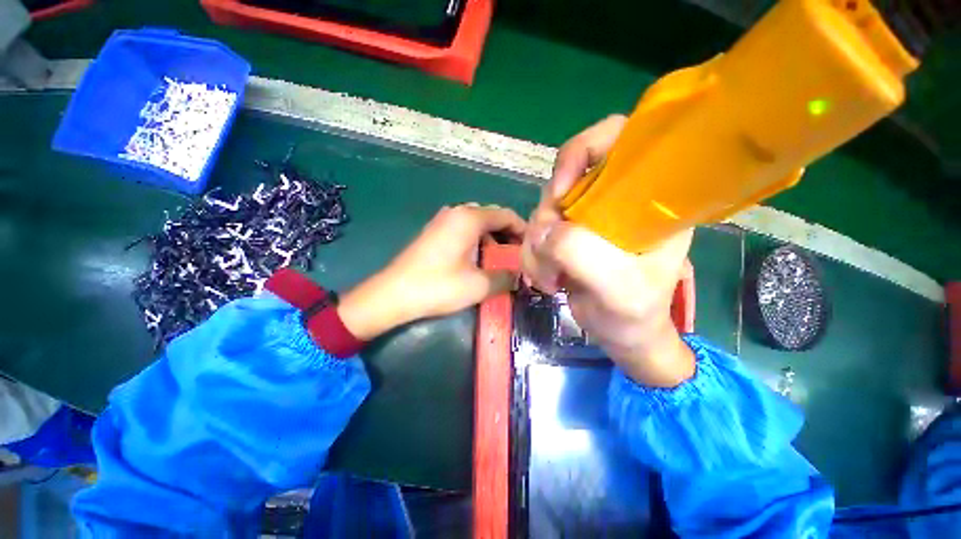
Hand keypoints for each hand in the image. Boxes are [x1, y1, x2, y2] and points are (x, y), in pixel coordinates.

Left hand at [339, 204, 524, 340]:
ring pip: (477, 224)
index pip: (506, 215)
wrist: (392, 294)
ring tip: (500, 260)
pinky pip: (463, 230)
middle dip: (508, 235)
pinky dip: (477, 241)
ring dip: (492, 239)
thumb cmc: (438, 286)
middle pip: (492, 217)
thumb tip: (519, 276)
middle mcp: (456, 212)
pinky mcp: (434, 232)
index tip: (533, 247)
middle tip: (518, 256)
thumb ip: (505, 277)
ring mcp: (442, 221)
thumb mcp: (478, 285)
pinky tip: (478, 260)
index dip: (523, 230)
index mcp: (469, 218)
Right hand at [521, 115, 695, 386]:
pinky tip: (545, 277)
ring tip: (549, 276)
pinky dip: (533, 253)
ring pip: (546, 207)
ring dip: (537, 242)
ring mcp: (588, 215)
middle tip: (548, 250)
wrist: (621, 334)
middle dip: (549, 214)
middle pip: (567, 175)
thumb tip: (543, 229)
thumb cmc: (634, 314)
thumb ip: (582, 253)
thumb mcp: (618, 289)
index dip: (583, 151)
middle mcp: (616, 197)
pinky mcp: (568, 232)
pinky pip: (537, 230)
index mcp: (649, 197)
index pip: (619, 138)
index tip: (561, 191)